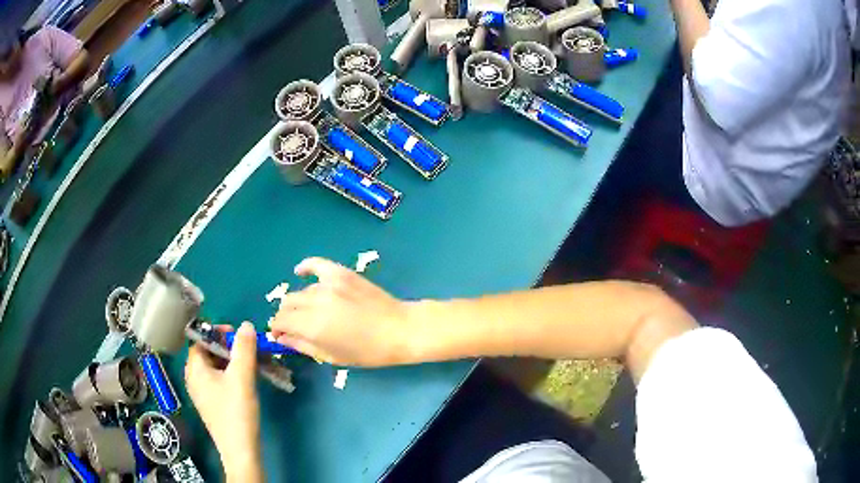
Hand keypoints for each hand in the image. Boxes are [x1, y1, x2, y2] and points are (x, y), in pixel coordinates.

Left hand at [185, 322, 262, 481]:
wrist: (239, 450)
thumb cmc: (236, 411)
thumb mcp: (242, 377)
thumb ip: (244, 349)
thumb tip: (246, 325)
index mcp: (195, 369)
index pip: (200, 340)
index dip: (217, 333)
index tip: (237, 335)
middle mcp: (194, 378)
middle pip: (208, 353)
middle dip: (228, 347)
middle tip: (247, 349)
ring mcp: (202, 393)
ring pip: (214, 367)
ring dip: (231, 361)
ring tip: (250, 364)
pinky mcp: (211, 404)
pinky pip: (218, 380)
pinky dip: (230, 375)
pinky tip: (246, 381)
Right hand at [270, 257, 411, 366]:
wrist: (399, 329)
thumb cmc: (368, 351)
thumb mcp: (333, 357)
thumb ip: (303, 345)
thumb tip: (282, 338)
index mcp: (312, 325)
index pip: (281, 321)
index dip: (277, 329)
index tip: (280, 335)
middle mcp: (315, 301)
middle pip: (288, 304)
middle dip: (285, 316)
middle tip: (293, 327)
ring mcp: (329, 284)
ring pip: (302, 291)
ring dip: (299, 303)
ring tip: (308, 312)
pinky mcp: (341, 273)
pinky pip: (317, 265)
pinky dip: (306, 267)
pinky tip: (300, 272)